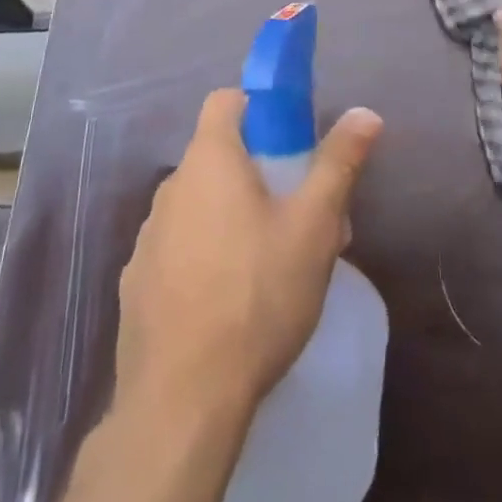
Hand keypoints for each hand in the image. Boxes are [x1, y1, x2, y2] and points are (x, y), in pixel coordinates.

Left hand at [115, 89, 383, 421]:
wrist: (182, 401)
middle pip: (216, 156)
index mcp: (209, 159)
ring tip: (268, 265)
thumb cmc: (256, 295)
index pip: (225, 100)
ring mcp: (147, 236)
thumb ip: (338, 163)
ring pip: (197, 205)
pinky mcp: (136, 283)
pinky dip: (201, 257)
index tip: (288, 140)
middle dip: (256, 173)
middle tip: (296, 213)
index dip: (257, 108)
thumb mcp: (313, 226)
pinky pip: (176, 248)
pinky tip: (227, 302)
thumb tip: (365, 112)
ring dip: (229, 216)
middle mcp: (171, 186)